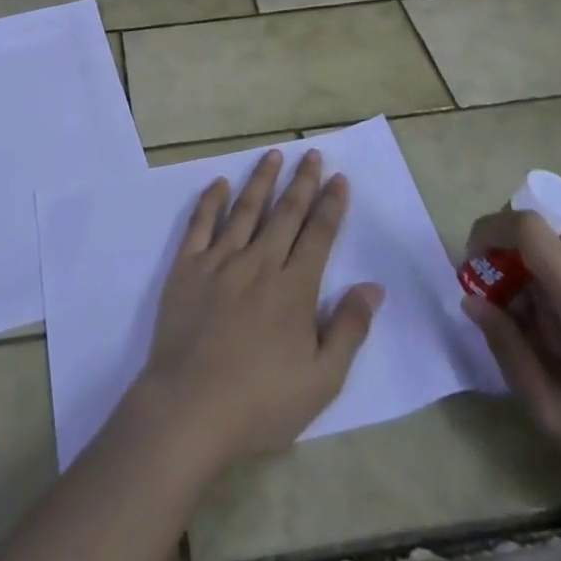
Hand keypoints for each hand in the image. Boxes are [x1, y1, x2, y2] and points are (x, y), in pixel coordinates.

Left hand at [133, 149, 382, 468]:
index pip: (318, 235)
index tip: (339, 178)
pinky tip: (219, 183)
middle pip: (285, 214)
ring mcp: (220, 261)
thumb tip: (373, 287)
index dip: (330, 204)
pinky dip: (211, 201)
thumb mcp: (322, 380)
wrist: (190, 407)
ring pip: (245, 209)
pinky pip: (200, 224)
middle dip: (302, 181)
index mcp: (294, 289)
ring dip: (261, 180)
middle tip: (311, 153)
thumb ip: (349, 330)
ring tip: (273, 154)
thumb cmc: (261, 402)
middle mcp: (259, 263)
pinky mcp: (187, 267)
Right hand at [459, 210, 560, 545]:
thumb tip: (472, 301)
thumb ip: (508, 350)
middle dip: (512, 245)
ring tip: (529, 322)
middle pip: (552, 228)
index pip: (533, 228)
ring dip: (539, 265)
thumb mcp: (554, 416)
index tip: (473, 264)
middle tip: (495, 290)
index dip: (493, 230)